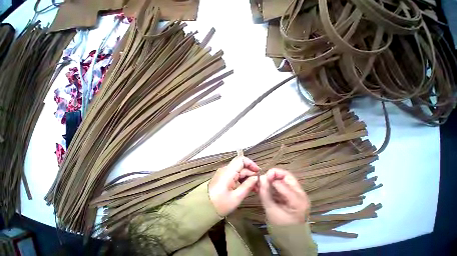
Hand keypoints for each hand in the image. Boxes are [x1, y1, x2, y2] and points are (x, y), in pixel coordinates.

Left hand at [209, 156, 259, 216]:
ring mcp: (224, 173)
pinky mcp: (223, 177)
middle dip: (251, 173)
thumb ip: (247, 186)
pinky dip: (242, 179)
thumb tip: (256, 178)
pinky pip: (235, 175)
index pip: (241, 160)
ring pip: (239, 170)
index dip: (251, 163)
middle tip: (258, 184)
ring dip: (247, 177)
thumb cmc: (220, 204)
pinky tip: (247, 187)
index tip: (258, 172)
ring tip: (255, 187)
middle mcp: (226, 169)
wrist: (203, 208)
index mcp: (228, 172)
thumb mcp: (236, 197)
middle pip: (241, 166)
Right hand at [259, 168, 310, 224]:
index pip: (282, 183)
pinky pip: (286, 183)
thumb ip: (265, 193)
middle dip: (274, 173)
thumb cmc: (282, 228)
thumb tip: (261, 177)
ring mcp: (300, 194)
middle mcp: (301, 194)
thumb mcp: (271, 210)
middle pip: (287, 176)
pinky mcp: (297, 194)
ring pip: (287, 178)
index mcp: (297, 201)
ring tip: (266, 181)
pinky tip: (270, 184)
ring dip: (275, 177)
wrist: (293, 240)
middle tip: (265, 177)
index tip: (261, 179)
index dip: (270, 178)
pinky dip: (277, 181)